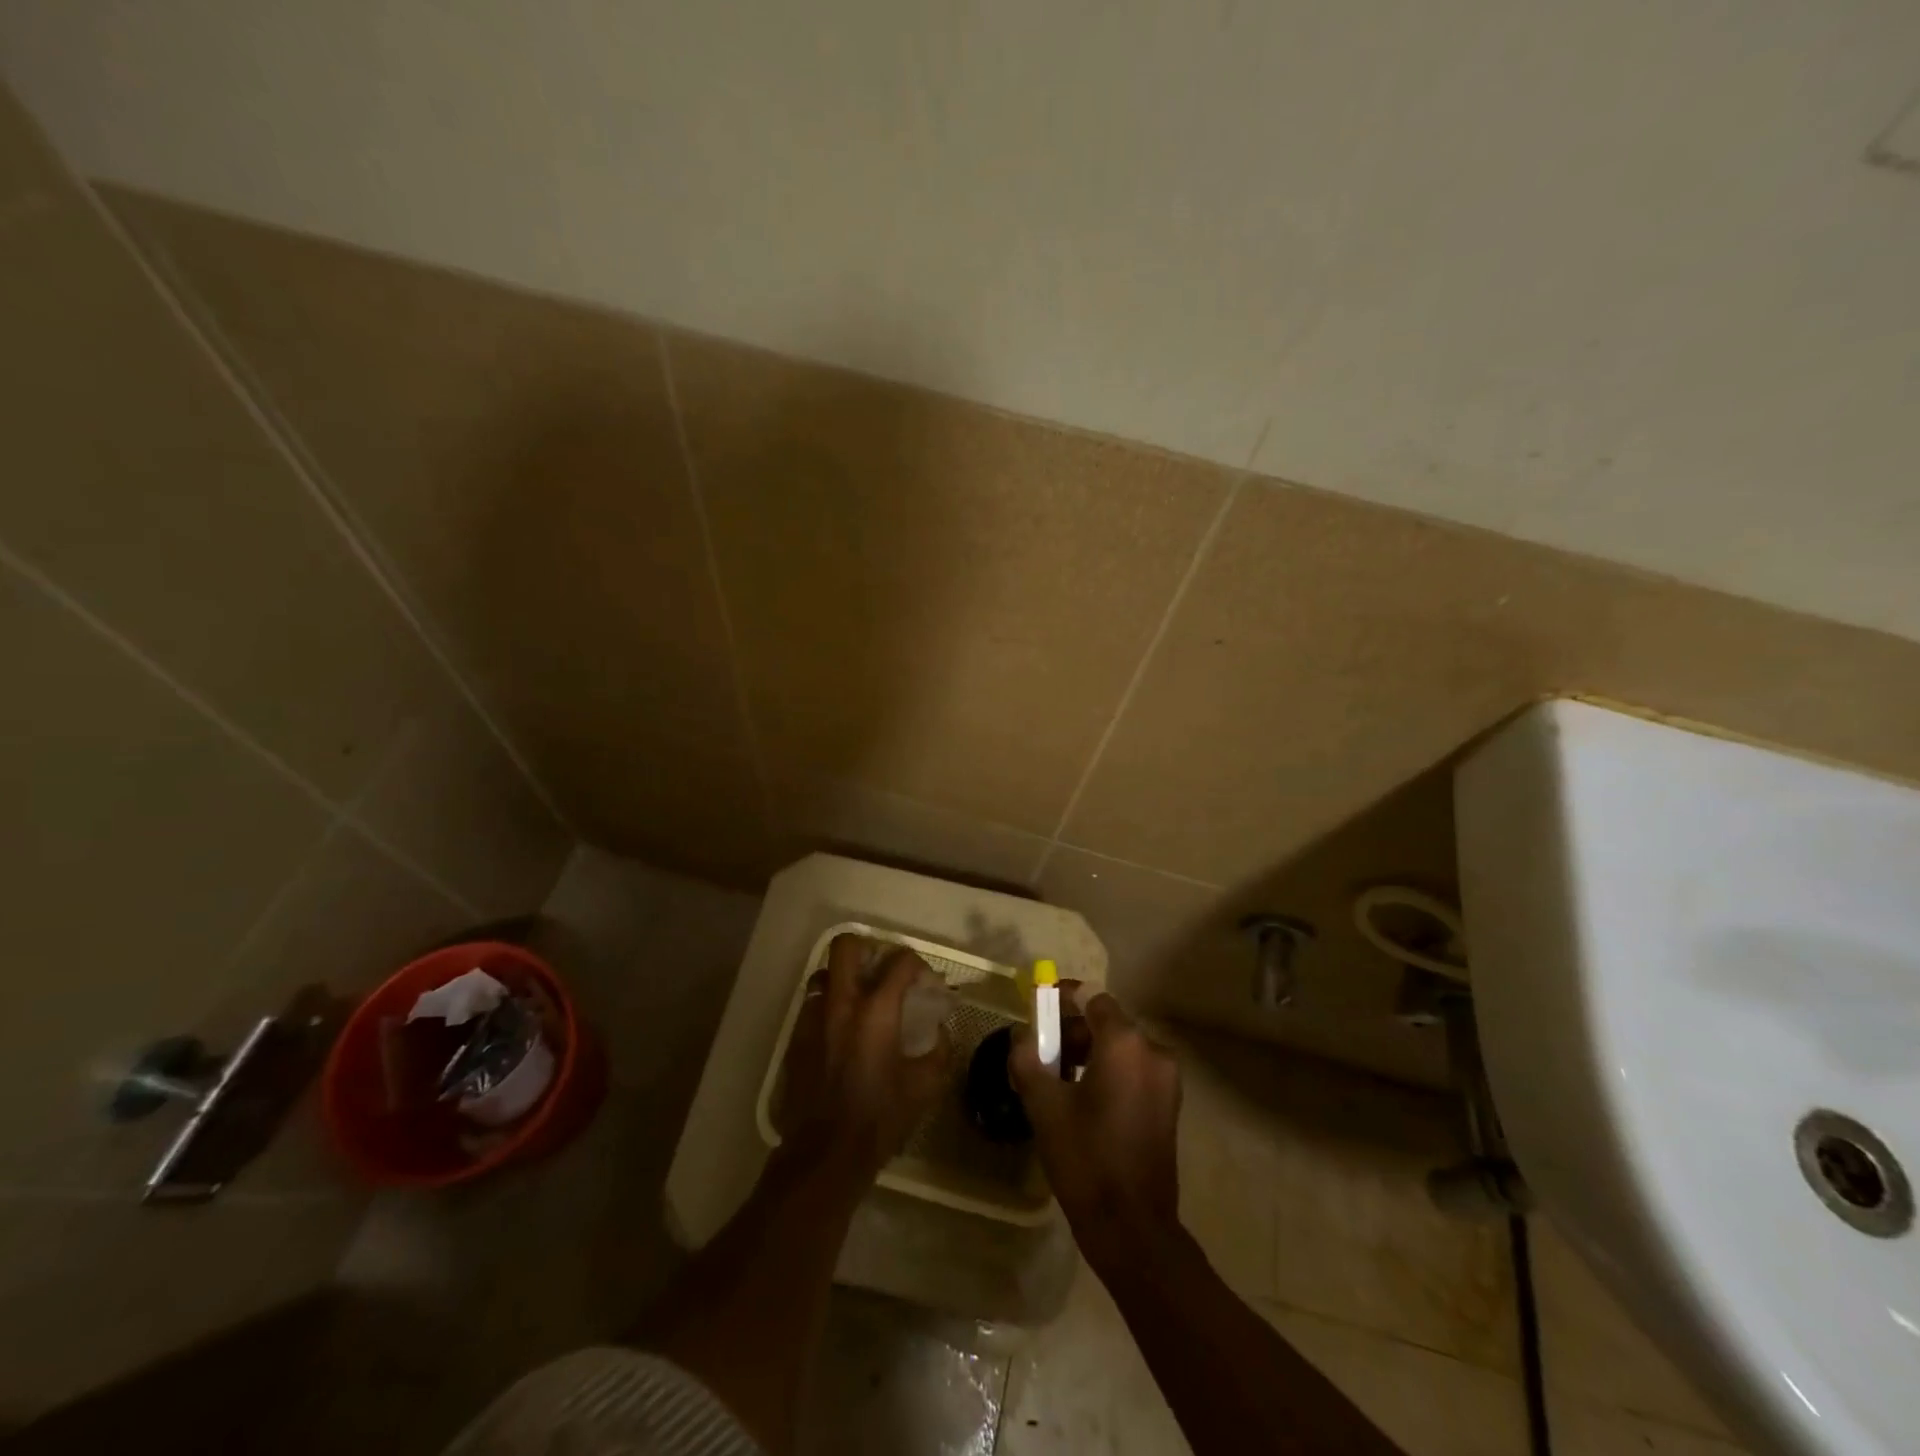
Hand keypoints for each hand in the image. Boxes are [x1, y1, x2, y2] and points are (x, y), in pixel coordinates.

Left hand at [775, 934, 949, 1174]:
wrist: (824, 1154)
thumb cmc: (879, 1118)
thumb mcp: (924, 1086)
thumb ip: (939, 1050)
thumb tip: (939, 1032)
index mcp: (877, 1011)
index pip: (900, 962)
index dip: (918, 965)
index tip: (927, 982)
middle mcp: (842, 1003)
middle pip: (847, 945)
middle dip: (869, 948)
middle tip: (883, 970)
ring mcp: (813, 1018)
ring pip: (825, 972)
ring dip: (844, 976)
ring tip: (859, 997)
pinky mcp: (796, 1037)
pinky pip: (812, 1004)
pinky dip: (828, 1005)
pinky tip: (841, 1030)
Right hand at [1010, 991, 1181, 1260]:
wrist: (1132, 1227)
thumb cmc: (1086, 1158)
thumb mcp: (1044, 1105)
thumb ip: (1028, 1058)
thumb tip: (1021, 1035)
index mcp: (1126, 1044)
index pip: (1092, 998)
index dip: (1063, 998)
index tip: (1038, 1007)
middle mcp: (1153, 1051)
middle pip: (1107, 1022)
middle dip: (1071, 1029)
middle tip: (1040, 1050)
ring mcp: (1166, 1079)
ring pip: (1120, 1047)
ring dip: (1088, 1051)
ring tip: (1055, 1076)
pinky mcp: (1168, 1103)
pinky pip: (1133, 1069)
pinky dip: (1107, 1070)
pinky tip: (1081, 1097)